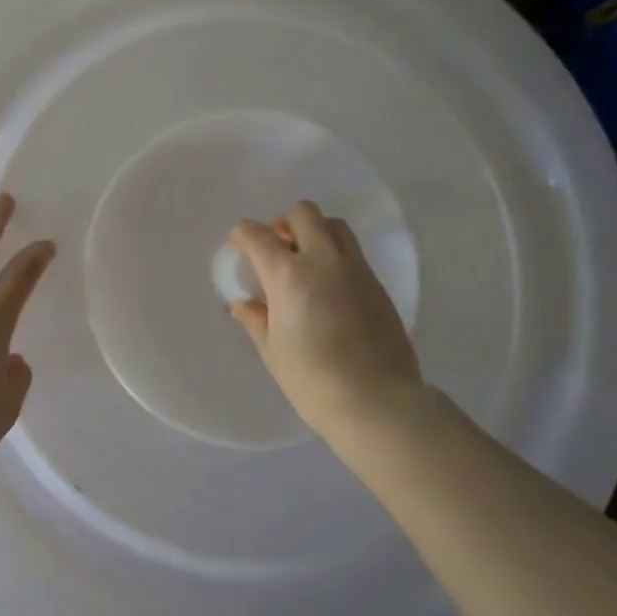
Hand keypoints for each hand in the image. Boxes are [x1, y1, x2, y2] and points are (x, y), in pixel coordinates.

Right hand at [226, 200, 423, 439]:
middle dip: (284, 224)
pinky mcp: (377, 283)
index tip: (239, 242)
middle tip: (277, 249)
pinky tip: (330, 286)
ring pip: (334, 225)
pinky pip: (353, 252)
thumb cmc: (313, 381)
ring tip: (306, 261)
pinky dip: (336, 254)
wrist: (377, 401)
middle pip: (304, 214)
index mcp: (288, 274)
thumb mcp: (273, 352)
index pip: (258, 236)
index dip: (243, 234)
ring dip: (316, 232)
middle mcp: (323, 260)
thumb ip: (256, 320)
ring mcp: (355, 268)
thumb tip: (244, 305)